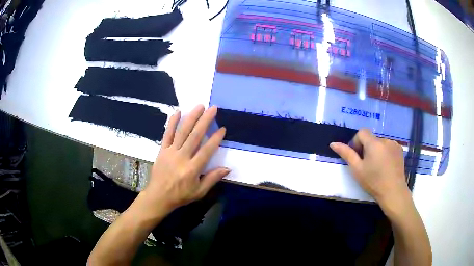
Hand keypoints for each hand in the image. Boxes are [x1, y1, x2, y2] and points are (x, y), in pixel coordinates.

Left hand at [139, 105, 229, 216]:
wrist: (158, 196)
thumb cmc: (180, 195)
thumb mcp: (199, 192)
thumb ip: (212, 179)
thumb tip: (227, 168)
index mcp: (192, 169)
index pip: (206, 150)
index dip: (215, 139)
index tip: (222, 128)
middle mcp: (182, 157)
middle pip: (195, 136)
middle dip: (205, 121)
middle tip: (213, 109)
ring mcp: (170, 152)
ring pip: (182, 132)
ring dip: (191, 117)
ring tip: (200, 106)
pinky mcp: (162, 150)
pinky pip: (167, 134)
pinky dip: (172, 122)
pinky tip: (178, 112)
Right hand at [330, 129, 409, 208]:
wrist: (393, 192)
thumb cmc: (373, 182)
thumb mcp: (357, 170)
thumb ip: (346, 154)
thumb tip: (333, 143)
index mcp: (374, 143)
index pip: (362, 132)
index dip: (357, 142)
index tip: (357, 156)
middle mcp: (385, 140)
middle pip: (371, 139)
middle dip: (367, 148)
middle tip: (366, 165)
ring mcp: (394, 144)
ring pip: (380, 143)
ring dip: (376, 150)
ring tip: (377, 166)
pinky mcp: (400, 150)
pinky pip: (389, 146)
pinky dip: (385, 152)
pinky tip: (386, 165)